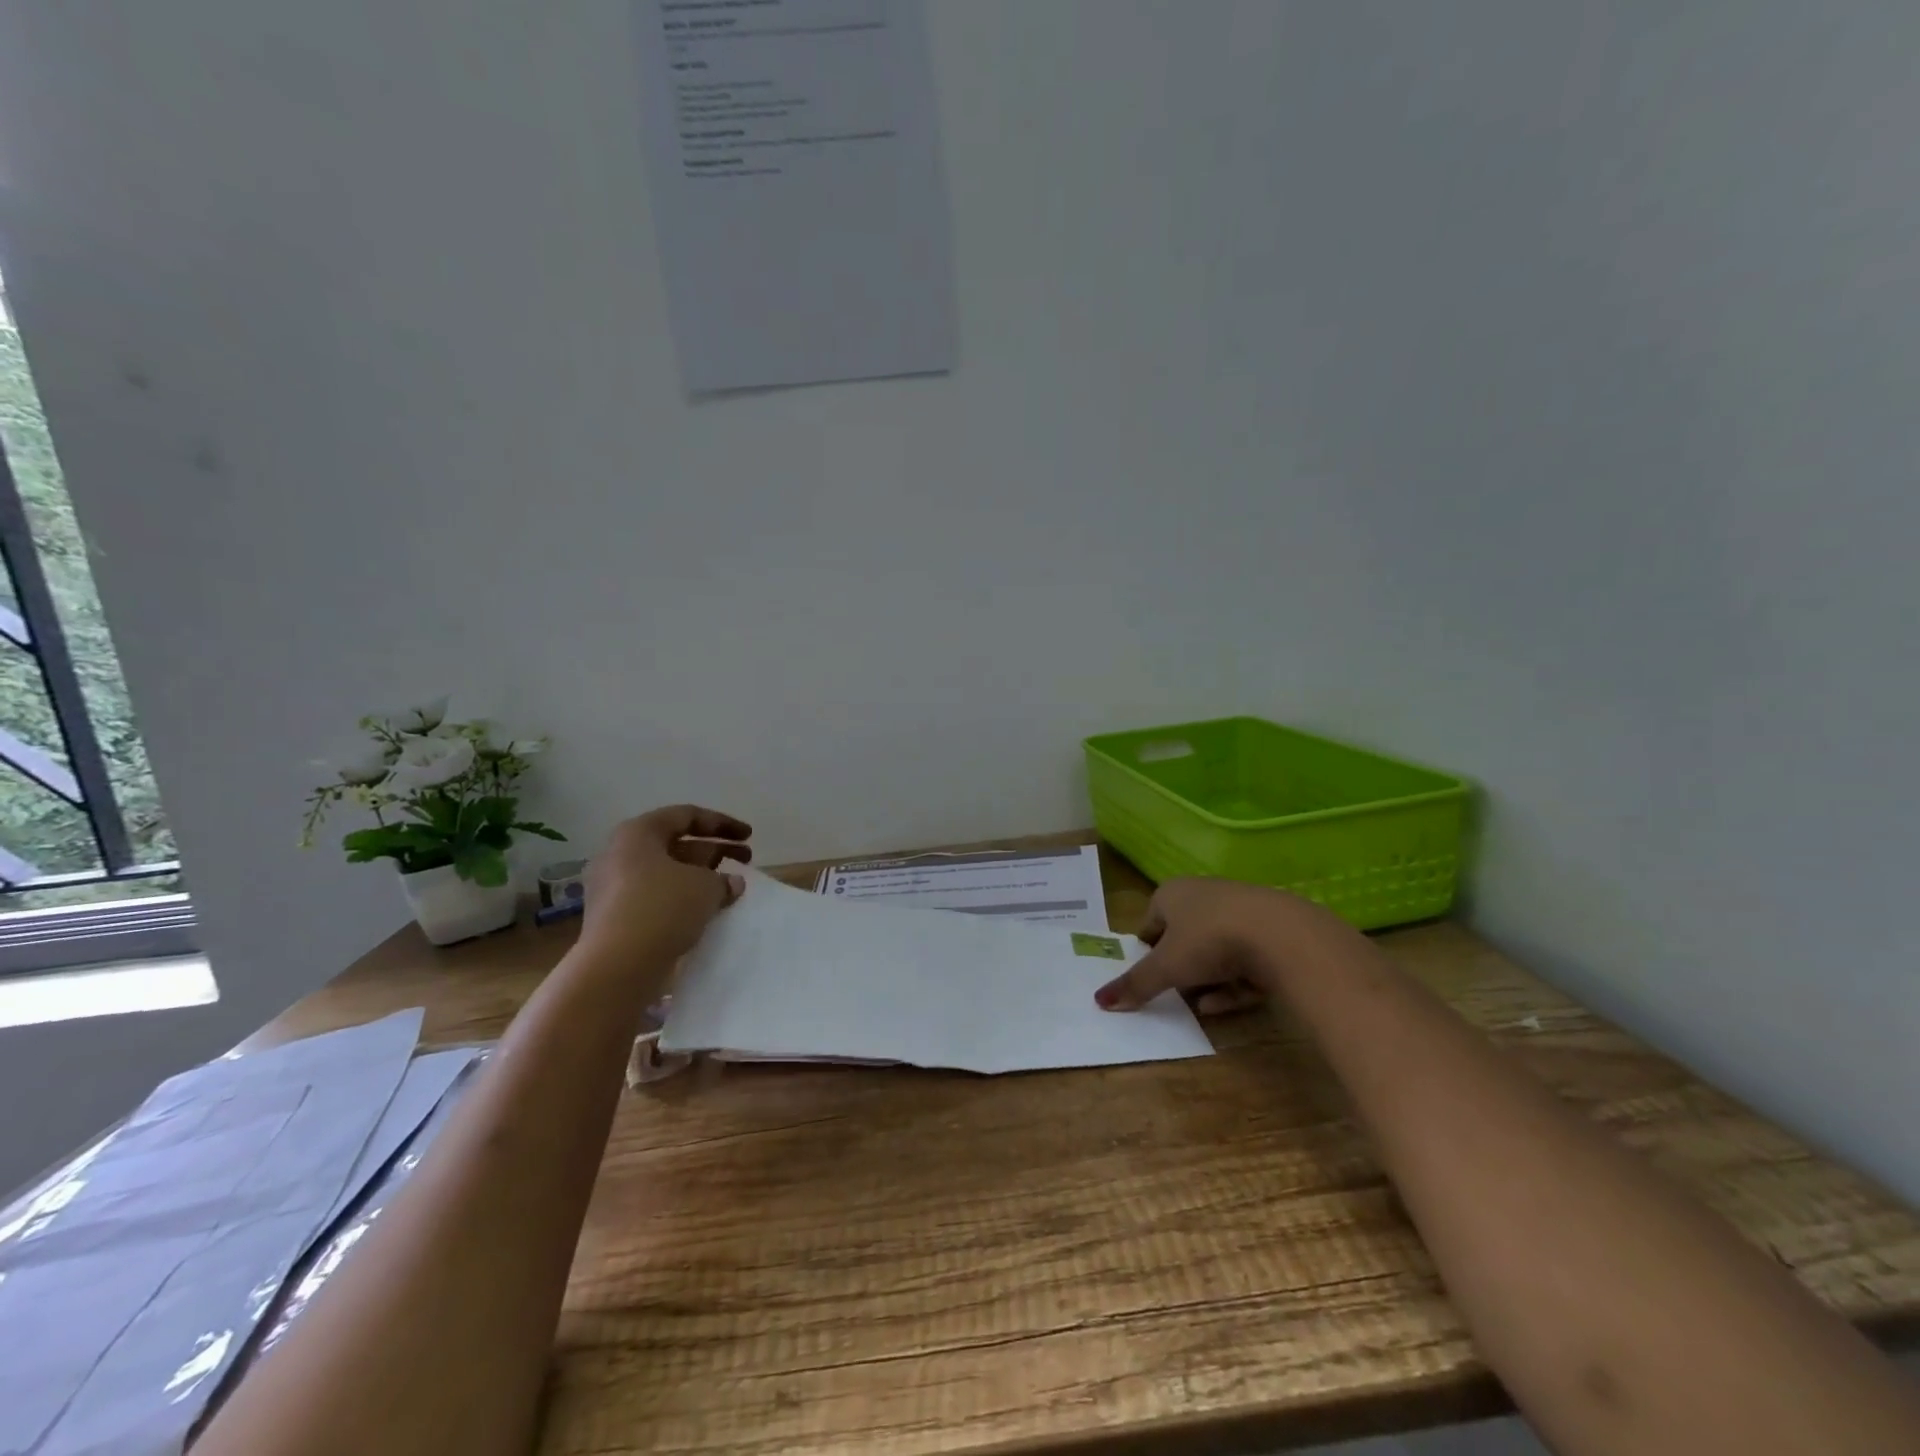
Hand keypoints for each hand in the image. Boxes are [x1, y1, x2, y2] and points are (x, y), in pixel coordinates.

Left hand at [580, 804, 751, 961]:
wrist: (617, 967)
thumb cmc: (662, 909)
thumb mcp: (705, 887)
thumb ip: (723, 880)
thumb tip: (732, 883)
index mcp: (638, 834)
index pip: (686, 816)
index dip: (722, 823)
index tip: (748, 836)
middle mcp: (620, 854)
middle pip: (676, 844)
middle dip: (714, 851)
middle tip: (745, 860)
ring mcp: (613, 887)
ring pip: (667, 873)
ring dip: (700, 877)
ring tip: (730, 889)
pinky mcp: (615, 917)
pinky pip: (656, 898)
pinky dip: (682, 899)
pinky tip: (706, 912)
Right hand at [1093, 877, 1353, 1013]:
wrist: (1281, 935)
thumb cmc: (1209, 940)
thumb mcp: (1166, 967)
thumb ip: (1135, 984)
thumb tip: (1099, 1001)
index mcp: (1172, 893)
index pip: (1151, 920)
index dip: (1147, 949)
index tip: (1147, 974)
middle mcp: (1204, 895)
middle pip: (1184, 935)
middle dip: (1179, 965)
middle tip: (1172, 991)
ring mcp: (1240, 912)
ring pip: (1214, 950)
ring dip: (1206, 979)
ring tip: (1199, 1005)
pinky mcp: (1270, 933)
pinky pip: (1242, 961)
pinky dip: (1232, 984)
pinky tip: (1224, 1004)